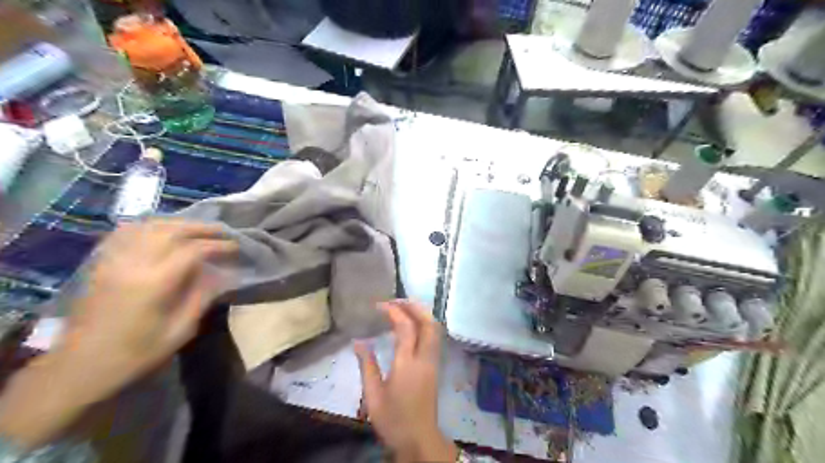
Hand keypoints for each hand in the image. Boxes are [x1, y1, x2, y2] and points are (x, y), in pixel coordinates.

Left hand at [0, 219, 238, 450]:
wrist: (79, 367)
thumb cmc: (136, 353)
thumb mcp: (180, 331)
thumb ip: (202, 296)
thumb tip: (222, 273)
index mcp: (155, 283)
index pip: (193, 250)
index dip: (218, 245)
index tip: (236, 247)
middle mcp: (133, 264)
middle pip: (172, 230)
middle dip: (202, 228)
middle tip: (223, 231)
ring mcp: (113, 260)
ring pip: (150, 226)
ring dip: (179, 223)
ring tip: (198, 228)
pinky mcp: (101, 263)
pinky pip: (126, 232)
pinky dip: (150, 225)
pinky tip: (162, 229)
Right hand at [355, 300, 457, 461]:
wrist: (419, 438)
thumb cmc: (393, 419)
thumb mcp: (373, 395)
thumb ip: (366, 365)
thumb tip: (358, 341)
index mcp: (407, 364)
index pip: (405, 327)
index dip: (394, 311)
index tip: (379, 305)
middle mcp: (425, 358)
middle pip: (428, 322)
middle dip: (414, 306)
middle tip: (396, 300)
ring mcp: (433, 361)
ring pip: (434, 329)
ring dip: (421, 313)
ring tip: (403, 308)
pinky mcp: (435, 366)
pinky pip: (434, 337)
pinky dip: (424, 324)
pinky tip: (411, 326)